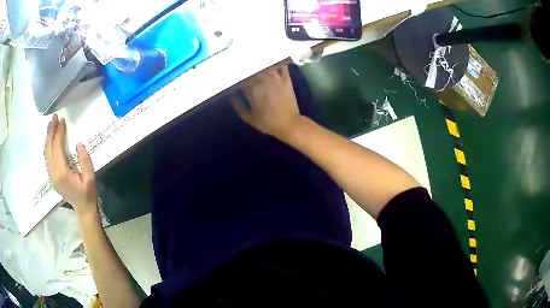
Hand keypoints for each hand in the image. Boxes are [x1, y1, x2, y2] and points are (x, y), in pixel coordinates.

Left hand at [44, 114, 97, 218]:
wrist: (83, 210)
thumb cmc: (88, 194)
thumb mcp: (90, 177)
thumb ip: (85, 160)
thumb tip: (78, 143)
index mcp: (62, 172)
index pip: (57, 147)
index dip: (59, 132)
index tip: (62, 120)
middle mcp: (54, 173)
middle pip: (48, 148)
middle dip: (50, 131)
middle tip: (54, 118)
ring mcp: (51, 176)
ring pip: (46, 152)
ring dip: (48, 137)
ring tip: (51, 125)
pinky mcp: (52, 177)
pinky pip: (47, 158)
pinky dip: (48, 146)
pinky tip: (50, 140)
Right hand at [232, 65, 301, 138]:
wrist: (289, 123)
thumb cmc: (268, 122)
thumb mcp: (249, 117)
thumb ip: (238, 105)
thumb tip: (232, 94)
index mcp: (252, 89)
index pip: (240, 78)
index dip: (235, 76)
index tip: (232, 77)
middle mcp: (263, 80)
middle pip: (251, 68)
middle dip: (246, 68)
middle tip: (242, 68)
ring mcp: (276, 77)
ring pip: (265, 64)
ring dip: (260, 63)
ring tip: (255, 62)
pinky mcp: (286, 78)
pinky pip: (281, 65)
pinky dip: (276, 62)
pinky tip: (271, 62)